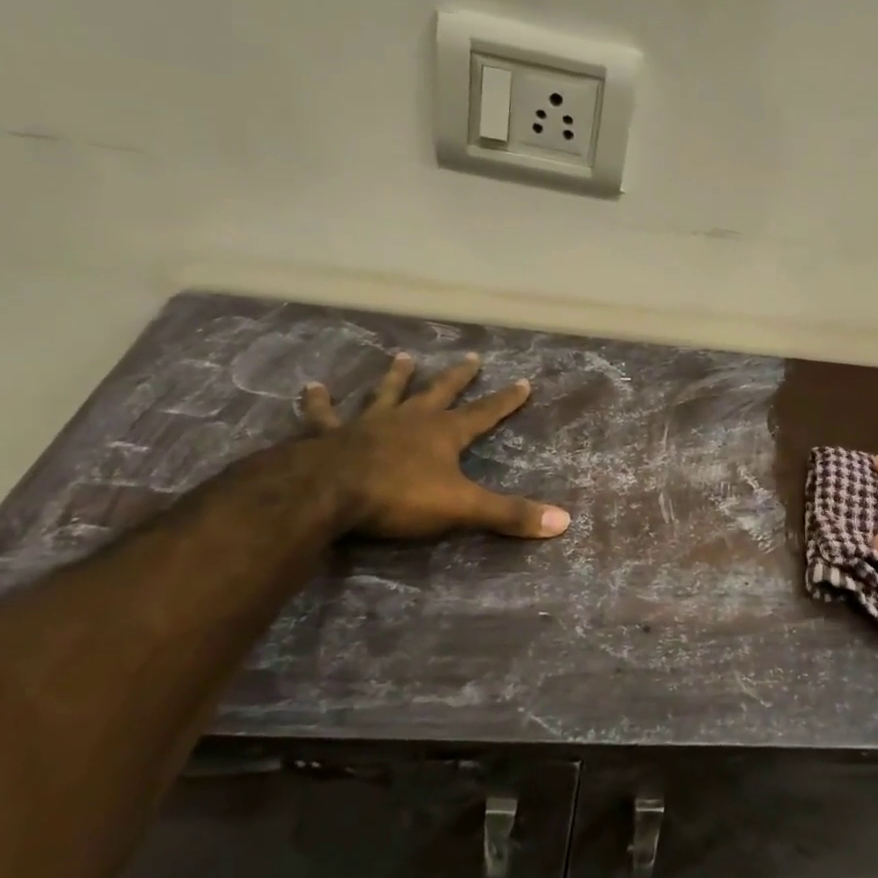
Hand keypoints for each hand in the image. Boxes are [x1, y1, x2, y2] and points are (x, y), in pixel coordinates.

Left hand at [301, 352, 570, 541]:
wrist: (328, 492)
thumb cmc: (400, 497)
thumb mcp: (463, 508)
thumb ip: (510, 514)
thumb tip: (564, 521)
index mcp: (443, 433)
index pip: (484, 413)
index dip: (506, 400)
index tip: (524, 381)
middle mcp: (409, 420)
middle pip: (439, 392)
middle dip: (458, 377)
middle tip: (471, 357)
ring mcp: (368, 424)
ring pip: (386, 394)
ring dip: (396, 377)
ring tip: (403, 357)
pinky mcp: (329, 436)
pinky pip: (323, 416)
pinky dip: (318, 402)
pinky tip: (312, 388)